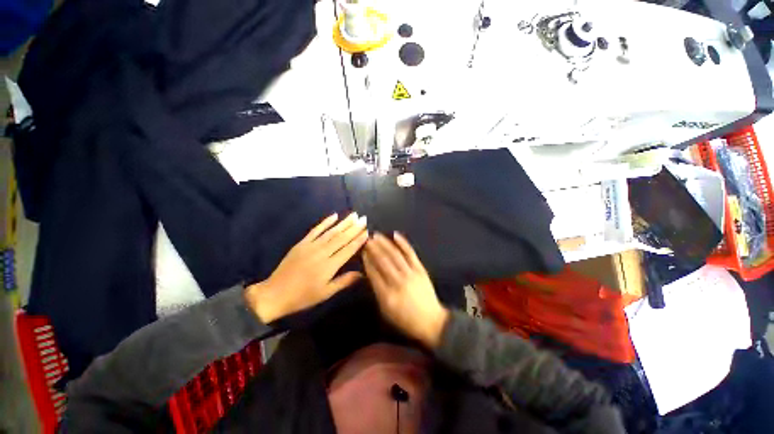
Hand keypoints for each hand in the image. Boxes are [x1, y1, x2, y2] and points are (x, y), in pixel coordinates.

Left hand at [246, 213, 367, 322]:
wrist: (274, 294)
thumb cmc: (303, 297)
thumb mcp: (325, 293)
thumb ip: (344, 281)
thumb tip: (362, 273)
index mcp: (329, 266)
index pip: (348, 249)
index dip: (358, 240)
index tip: (367, 231)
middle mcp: (322, 253)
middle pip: (341, 238)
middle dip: (354, 227)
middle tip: (364, 218)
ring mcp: (311, 246)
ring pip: (331, 232)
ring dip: (343, 223)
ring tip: (354, 215)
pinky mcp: (302, 243)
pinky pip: (315, 230)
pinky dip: (325, 222)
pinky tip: (334, 215)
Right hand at [363, 232, 448, 348]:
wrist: (431, 321)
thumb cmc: (405, 319)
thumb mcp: (386, 311)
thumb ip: (377, 291)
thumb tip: (370, 273)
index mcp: (387, 295)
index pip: (373, 274)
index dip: (367, 261)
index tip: (362, 251)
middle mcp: (398, 282)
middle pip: (383, 261)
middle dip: (373, 249)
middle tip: (366, 239)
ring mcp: (410, 274)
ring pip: (395, 255)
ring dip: (384, 244)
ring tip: (376, 235)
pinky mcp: (420, 269)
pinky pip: (410, 253)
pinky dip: (403, 243)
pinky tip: (395, 235)